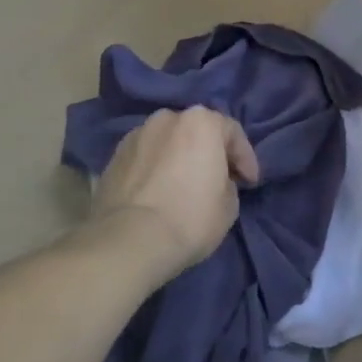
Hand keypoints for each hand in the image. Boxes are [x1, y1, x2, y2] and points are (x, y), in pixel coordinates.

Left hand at [85, 107, 259, 284]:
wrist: (128, 242)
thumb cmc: (190, 217)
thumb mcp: (230, 204)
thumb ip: (226, 181)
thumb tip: (215, 182)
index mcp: (201, 121)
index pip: (232, 133)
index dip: (245, 159)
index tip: (250, 183)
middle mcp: (167, 119)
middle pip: (196, 132)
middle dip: (209, 152)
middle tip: (218, 178)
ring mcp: (135, 136)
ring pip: (168, 143)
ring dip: (179, 159)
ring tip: (184, 185)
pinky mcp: (112, 158)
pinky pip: (145, 159)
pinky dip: (155, 170)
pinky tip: (159, 193)